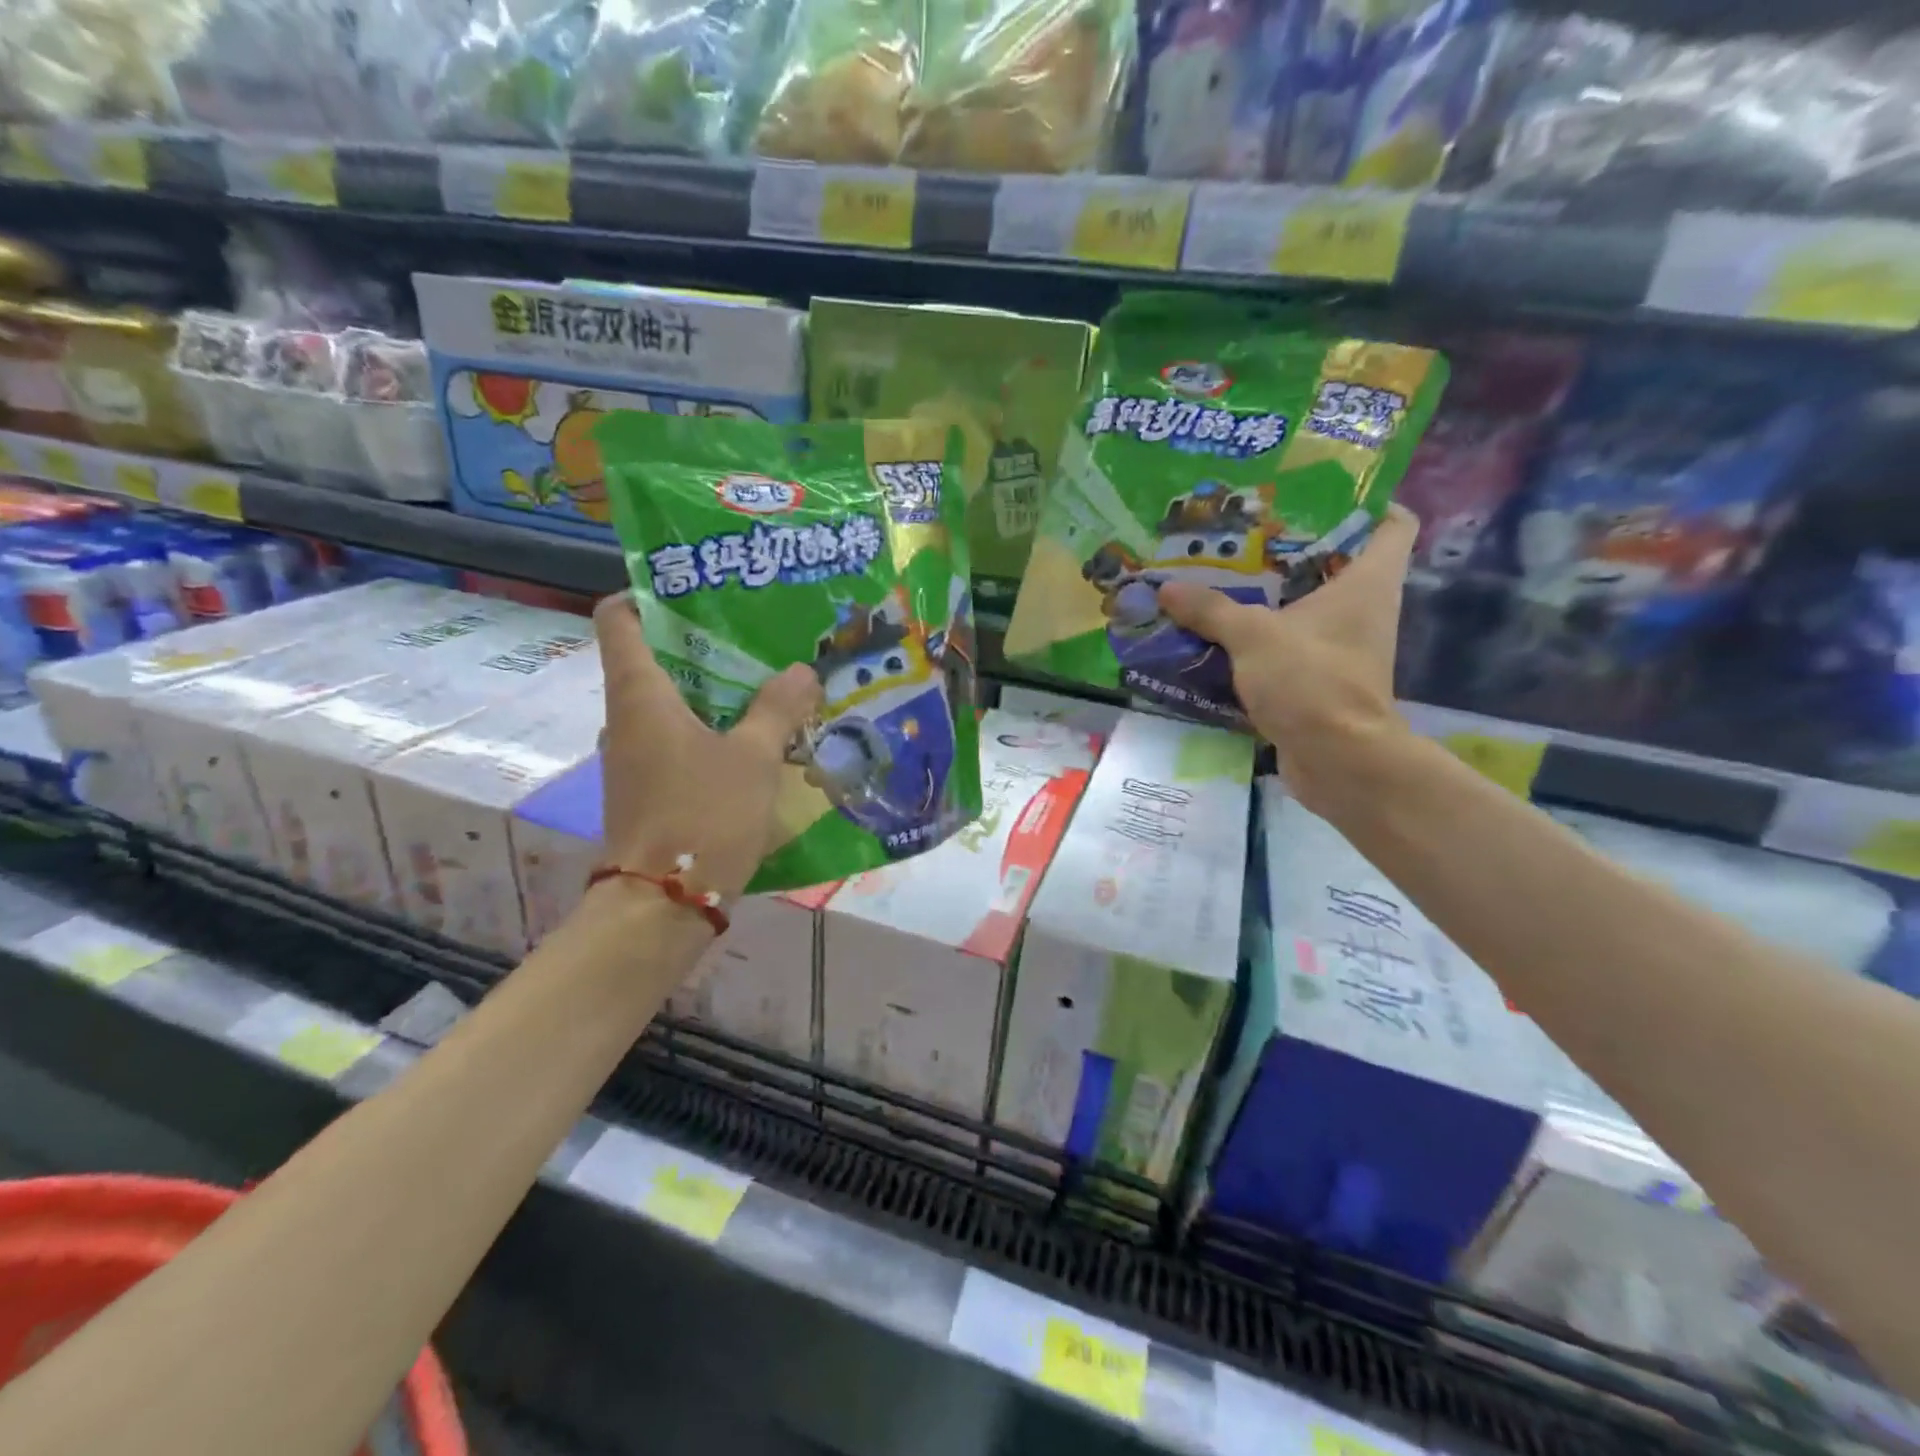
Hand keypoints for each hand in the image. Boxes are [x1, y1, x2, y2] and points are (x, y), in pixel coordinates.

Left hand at [594, 595, 821, 903]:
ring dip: (709, 689)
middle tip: (753, 635)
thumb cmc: (702, 815)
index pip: (618, 617)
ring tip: (763, 682)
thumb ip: (778, 709)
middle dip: (699, 642)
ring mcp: (632, 755)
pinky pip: (674, 738)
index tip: (697, 590)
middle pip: (650, 657)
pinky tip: (752, 738)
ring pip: (667, 702)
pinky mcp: (646, 786)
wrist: (661, 904)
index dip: (648, 594)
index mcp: (639, 694)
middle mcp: (625, 717)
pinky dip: (707, 728)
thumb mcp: (754, 758)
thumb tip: (801, 671)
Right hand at [1158, 505, 1416, 814]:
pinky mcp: (1323, 679)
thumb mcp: (1253, 636)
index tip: (1319, 495)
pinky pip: (1292, 645)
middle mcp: (1365, 609)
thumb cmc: (1311, 681)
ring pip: (1311, 606)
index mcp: (1367, 582)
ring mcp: (1345, 647)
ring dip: (1273, 596)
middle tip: (1246, 533)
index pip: (1393, 523)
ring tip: (1223, 578)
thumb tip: (1166, 588)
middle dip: (1295, 547)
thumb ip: (1210, 609)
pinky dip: (1263, 638)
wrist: (1337, 761)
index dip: (1367, 503)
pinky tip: (1223, 632)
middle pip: (1339, 562)